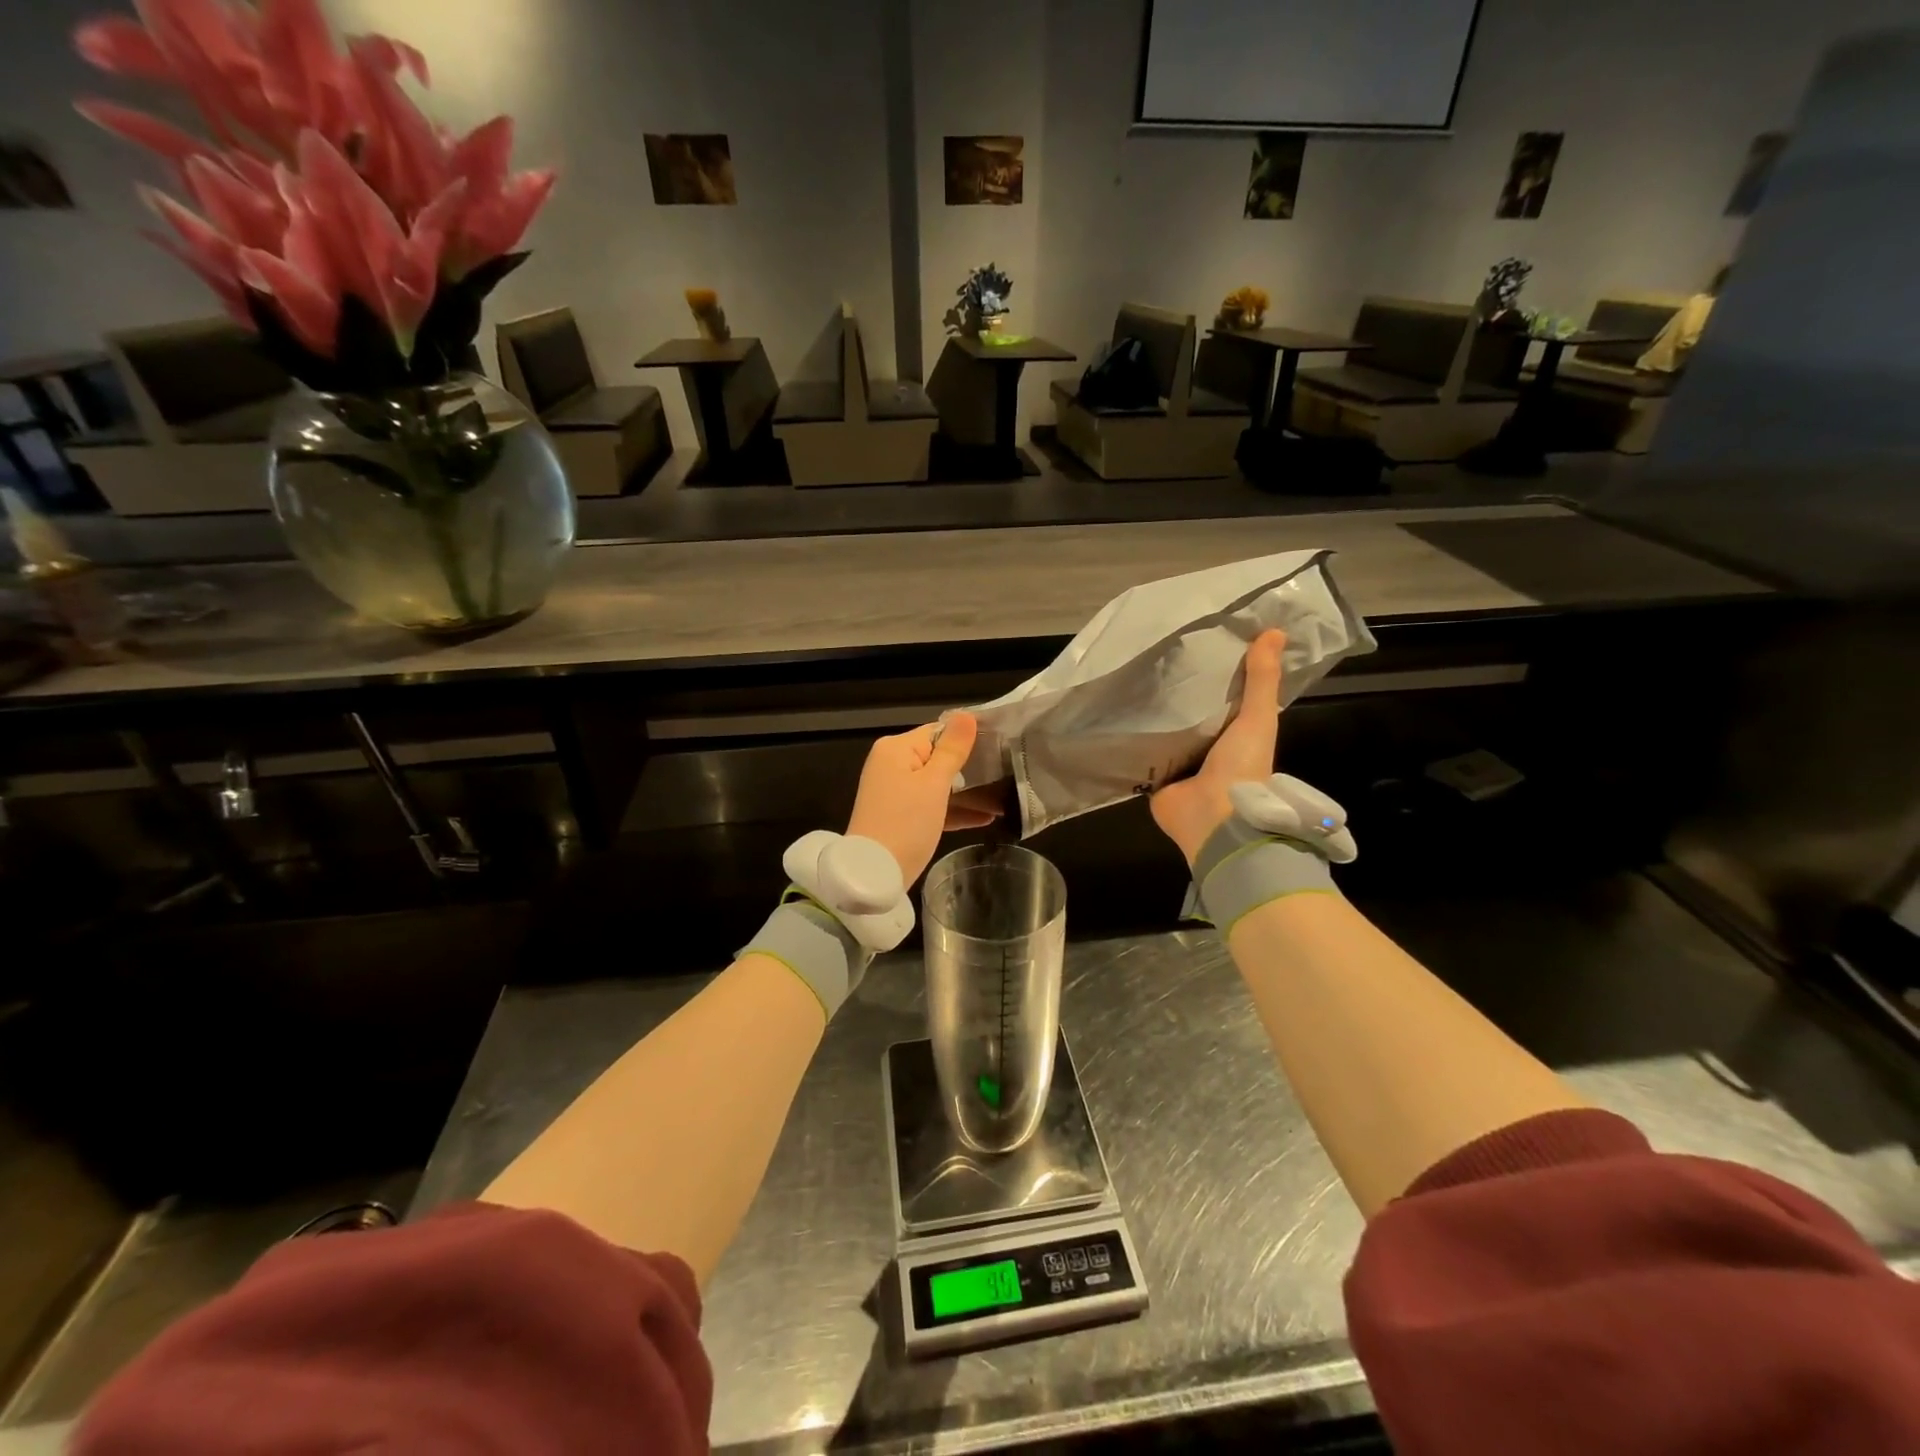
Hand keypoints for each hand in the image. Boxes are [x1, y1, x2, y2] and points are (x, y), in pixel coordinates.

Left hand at [847, 712, 1000, 885]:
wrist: (873, 875)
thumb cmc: (905, 823)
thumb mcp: (933, 784)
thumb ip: (952, 750)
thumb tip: (966, 715)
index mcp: (896, 749)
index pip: (939, 731)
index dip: (969, 737)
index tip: (1002, 744)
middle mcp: (892, 764)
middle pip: (939, 757)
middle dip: (972, 768)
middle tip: (1008, 772)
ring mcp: (895, 791)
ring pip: (938, 784)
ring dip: (969, 793)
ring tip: (1005, 799)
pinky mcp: (900, 816)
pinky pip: (932, 805)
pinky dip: (954, 810)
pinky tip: (986, 818)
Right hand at [1150, 629, 1285, 867]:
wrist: (1214, 817)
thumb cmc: (1242, 767)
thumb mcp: (1259, 717)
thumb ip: (1262, 679)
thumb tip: (1274, 631)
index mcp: (1237, 740)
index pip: (1225, 704)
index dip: (1216, 679)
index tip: (1200, 648)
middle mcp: (1209, 753)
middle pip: (1192, 719)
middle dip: (1179, 697)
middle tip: (1157, 659)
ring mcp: (1180, 769)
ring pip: (1166, 735)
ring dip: (1154, 717)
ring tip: (1133, 679)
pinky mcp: (1155, 780)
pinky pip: (1143, 755)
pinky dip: (1133, 739)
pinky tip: (1117, 715)